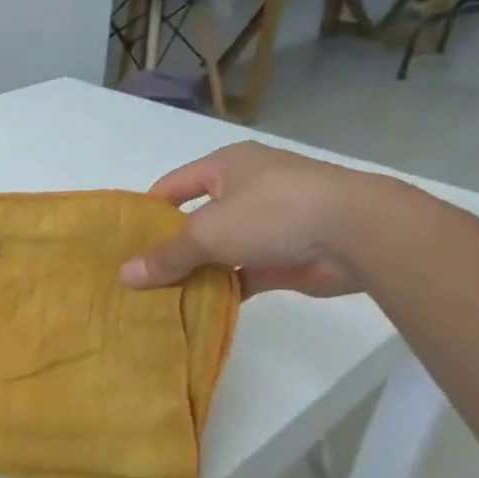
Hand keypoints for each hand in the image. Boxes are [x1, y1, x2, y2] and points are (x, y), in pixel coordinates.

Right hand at [119, 142, 378, 297]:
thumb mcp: (208, 231)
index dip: (147, 211)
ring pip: (219, 250)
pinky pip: (243, 274)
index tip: (122, 242)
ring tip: (159, 299)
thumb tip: (126, 275)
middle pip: (195, 221)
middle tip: (137, 277)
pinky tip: (197, 310)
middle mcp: (246, 190)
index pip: (173, 186)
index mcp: (226, 167)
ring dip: (196, 272)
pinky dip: (224, 290)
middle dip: (169, 248)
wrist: (355, 232)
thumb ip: (168, 255)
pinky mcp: (284, 256)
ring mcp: (268, 224)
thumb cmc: (273, 213)